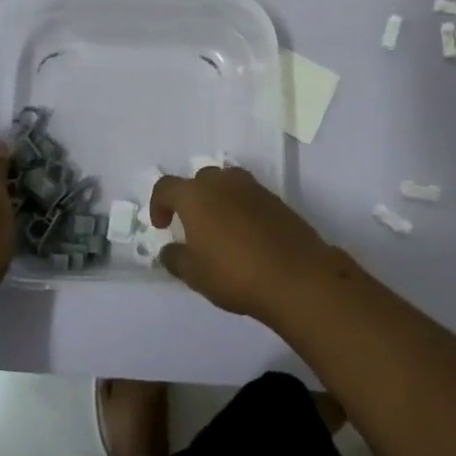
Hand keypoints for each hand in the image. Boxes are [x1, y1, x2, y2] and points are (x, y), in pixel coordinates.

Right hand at [150, 166, 333, 320]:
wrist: (296, 277)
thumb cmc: (235, 274)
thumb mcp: (195, 274)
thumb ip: (176, 258)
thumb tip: (169, 250)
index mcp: (196, 196)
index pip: (167, 186)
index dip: (158, 204)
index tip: (162, 226)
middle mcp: (223, 183)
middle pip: (200, 179)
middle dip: (192, 198)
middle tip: (193, 225)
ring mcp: (253, 188)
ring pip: (228, 183)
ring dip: (219, 199)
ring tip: (221, 227)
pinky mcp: (276, 200)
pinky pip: (250, 196)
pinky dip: (242, 208)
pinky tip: (247, 234)